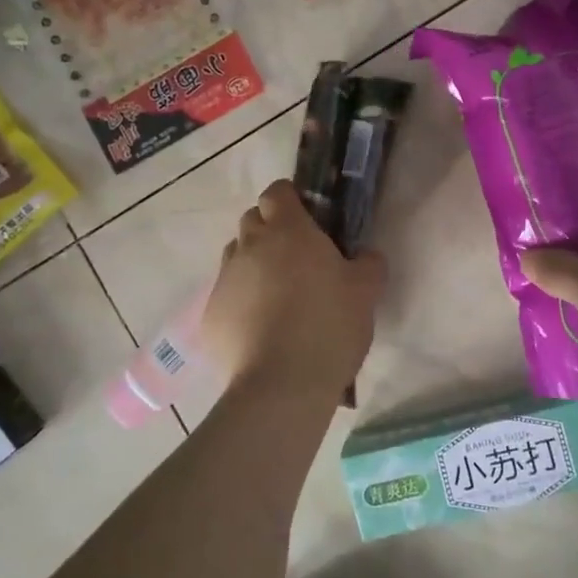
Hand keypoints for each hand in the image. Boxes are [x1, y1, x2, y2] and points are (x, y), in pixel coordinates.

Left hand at [200, 180, 385, 403]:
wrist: (281, 385)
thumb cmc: (329, 326)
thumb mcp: (366, 292)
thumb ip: (368, 263)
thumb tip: (365, 255)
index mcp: (288, 231)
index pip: (277, 192)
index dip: (290, 200)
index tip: (308, 219)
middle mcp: (249, 246)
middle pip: (253, 220)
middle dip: (270, 230)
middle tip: (296, 258)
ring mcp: (224, 280)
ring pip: (236, 256)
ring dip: (253, 264)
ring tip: (277, 296)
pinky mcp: (209, 315)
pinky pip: (225, 296)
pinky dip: (240, 303)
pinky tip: (260, 330)